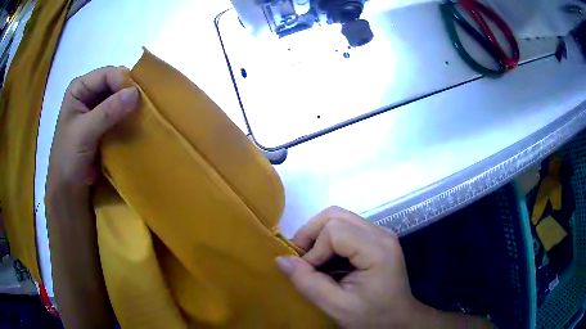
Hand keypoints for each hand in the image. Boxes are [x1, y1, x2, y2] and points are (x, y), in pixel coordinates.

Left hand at [47, 66, 137, 195]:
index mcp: (79, 88)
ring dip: (130, 105)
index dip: (122, 81)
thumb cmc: (68, 157)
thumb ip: (107, 112)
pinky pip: (120, 113)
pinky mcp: (104, 123)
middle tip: (144, 104)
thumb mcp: (85, 132)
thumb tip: (135, 93)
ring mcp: (97, 108)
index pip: (106, 75)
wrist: (69, 186)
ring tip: (143, 113)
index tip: (137, 96)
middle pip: (114, 83)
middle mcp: (89, 93)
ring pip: (119, 98)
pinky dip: (129, 117)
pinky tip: (137, 122)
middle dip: (128, 92)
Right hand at [276, 206, 424, 327]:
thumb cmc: (372, 316)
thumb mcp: (337, 306)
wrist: (398, 320)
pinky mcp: (376, 239)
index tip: (307, 272)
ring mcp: (380, 234)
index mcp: (377, 249)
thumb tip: (280, 259)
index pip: (334, 230)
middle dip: (311, 233)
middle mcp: (381, 233)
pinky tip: (326, 260)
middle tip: (302, 259)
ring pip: (339, 218)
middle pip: (335, 215)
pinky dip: (329, 240)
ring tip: (312, 260)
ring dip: (319, 236)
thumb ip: (308, 283)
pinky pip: (346, 227)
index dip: (314, 250)